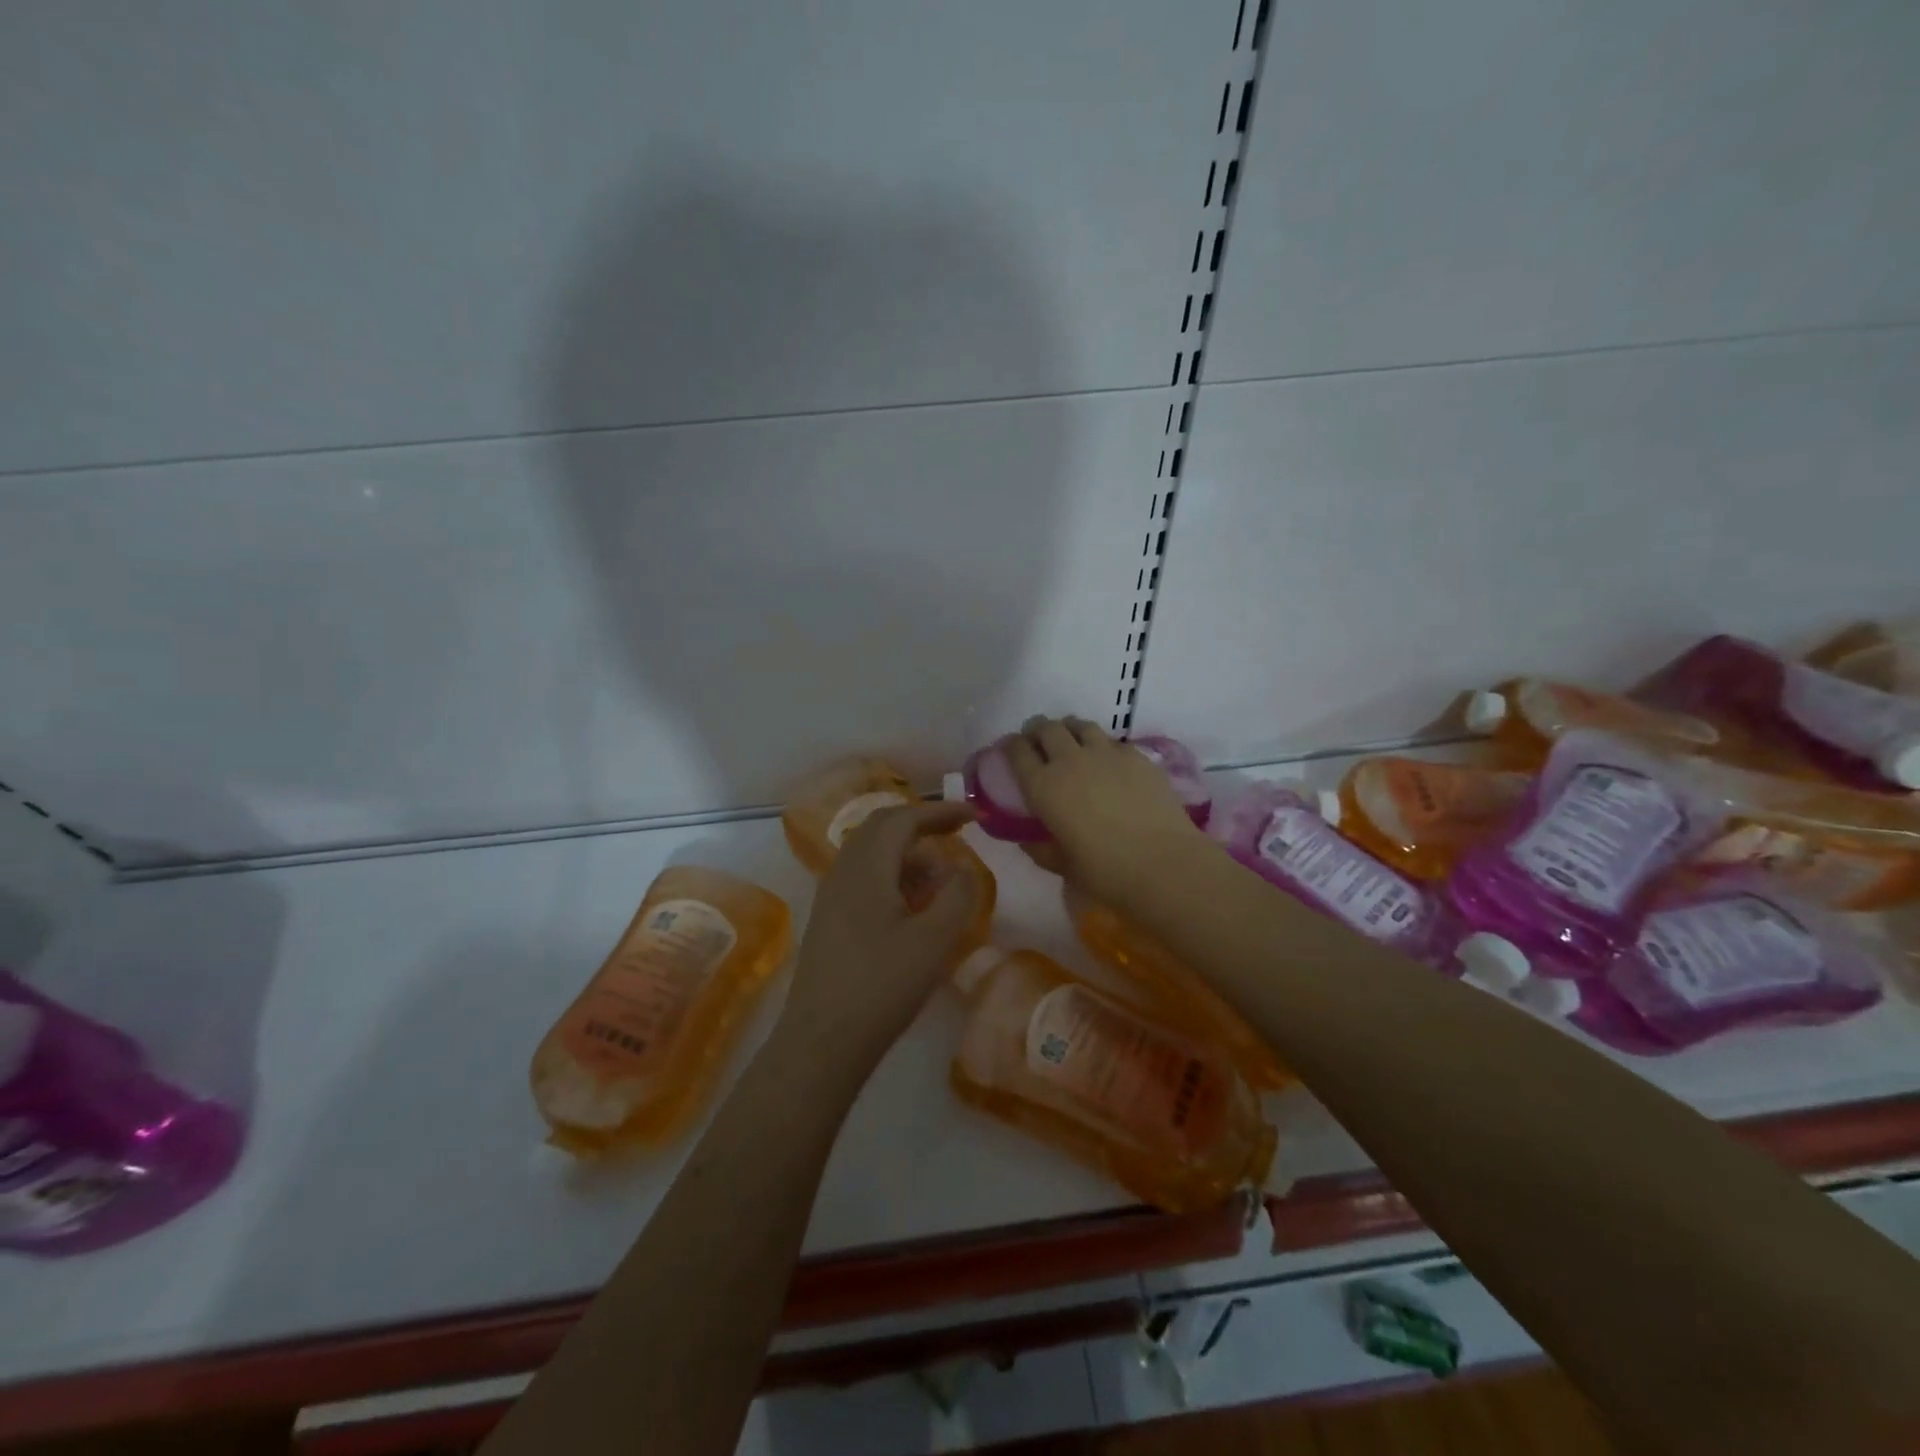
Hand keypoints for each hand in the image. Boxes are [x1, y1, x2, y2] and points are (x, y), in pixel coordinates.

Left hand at [774, 802, 982, 1083]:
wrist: (822, 1040)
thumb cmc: (882, 986)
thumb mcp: (934, 940)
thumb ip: (957, 894)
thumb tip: (961, 867)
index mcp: (866, 866)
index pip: (903, 818)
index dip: (940, 811)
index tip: (974, 815)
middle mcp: (843, 870)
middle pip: (882, 828)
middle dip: (922, 826)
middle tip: (958, 835)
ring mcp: (830, 895)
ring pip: (872, 853)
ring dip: (908, 853)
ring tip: (942, 878)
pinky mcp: (828, 919)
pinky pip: (863, 878)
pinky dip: (893, 876)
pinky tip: (913, 906)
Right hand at [1004, 716, 1206, 902]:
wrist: (1162, 863)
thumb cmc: (1105, 871)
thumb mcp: (1062, 865)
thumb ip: (1040, 848)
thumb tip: (1028, 839)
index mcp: (1043, 786)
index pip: (1017, 750)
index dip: (1011, 746)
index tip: (1011, 750)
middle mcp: (1069, 760)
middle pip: (1047, 728)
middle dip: (1038, 730)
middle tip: (1039, 741)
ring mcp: (1105, 753)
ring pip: (1080, 725)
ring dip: (1069, 729)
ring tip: (1072, 742)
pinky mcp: (1136, 755)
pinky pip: (1112, 740)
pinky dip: (1102, 745)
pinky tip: (1108, 761)